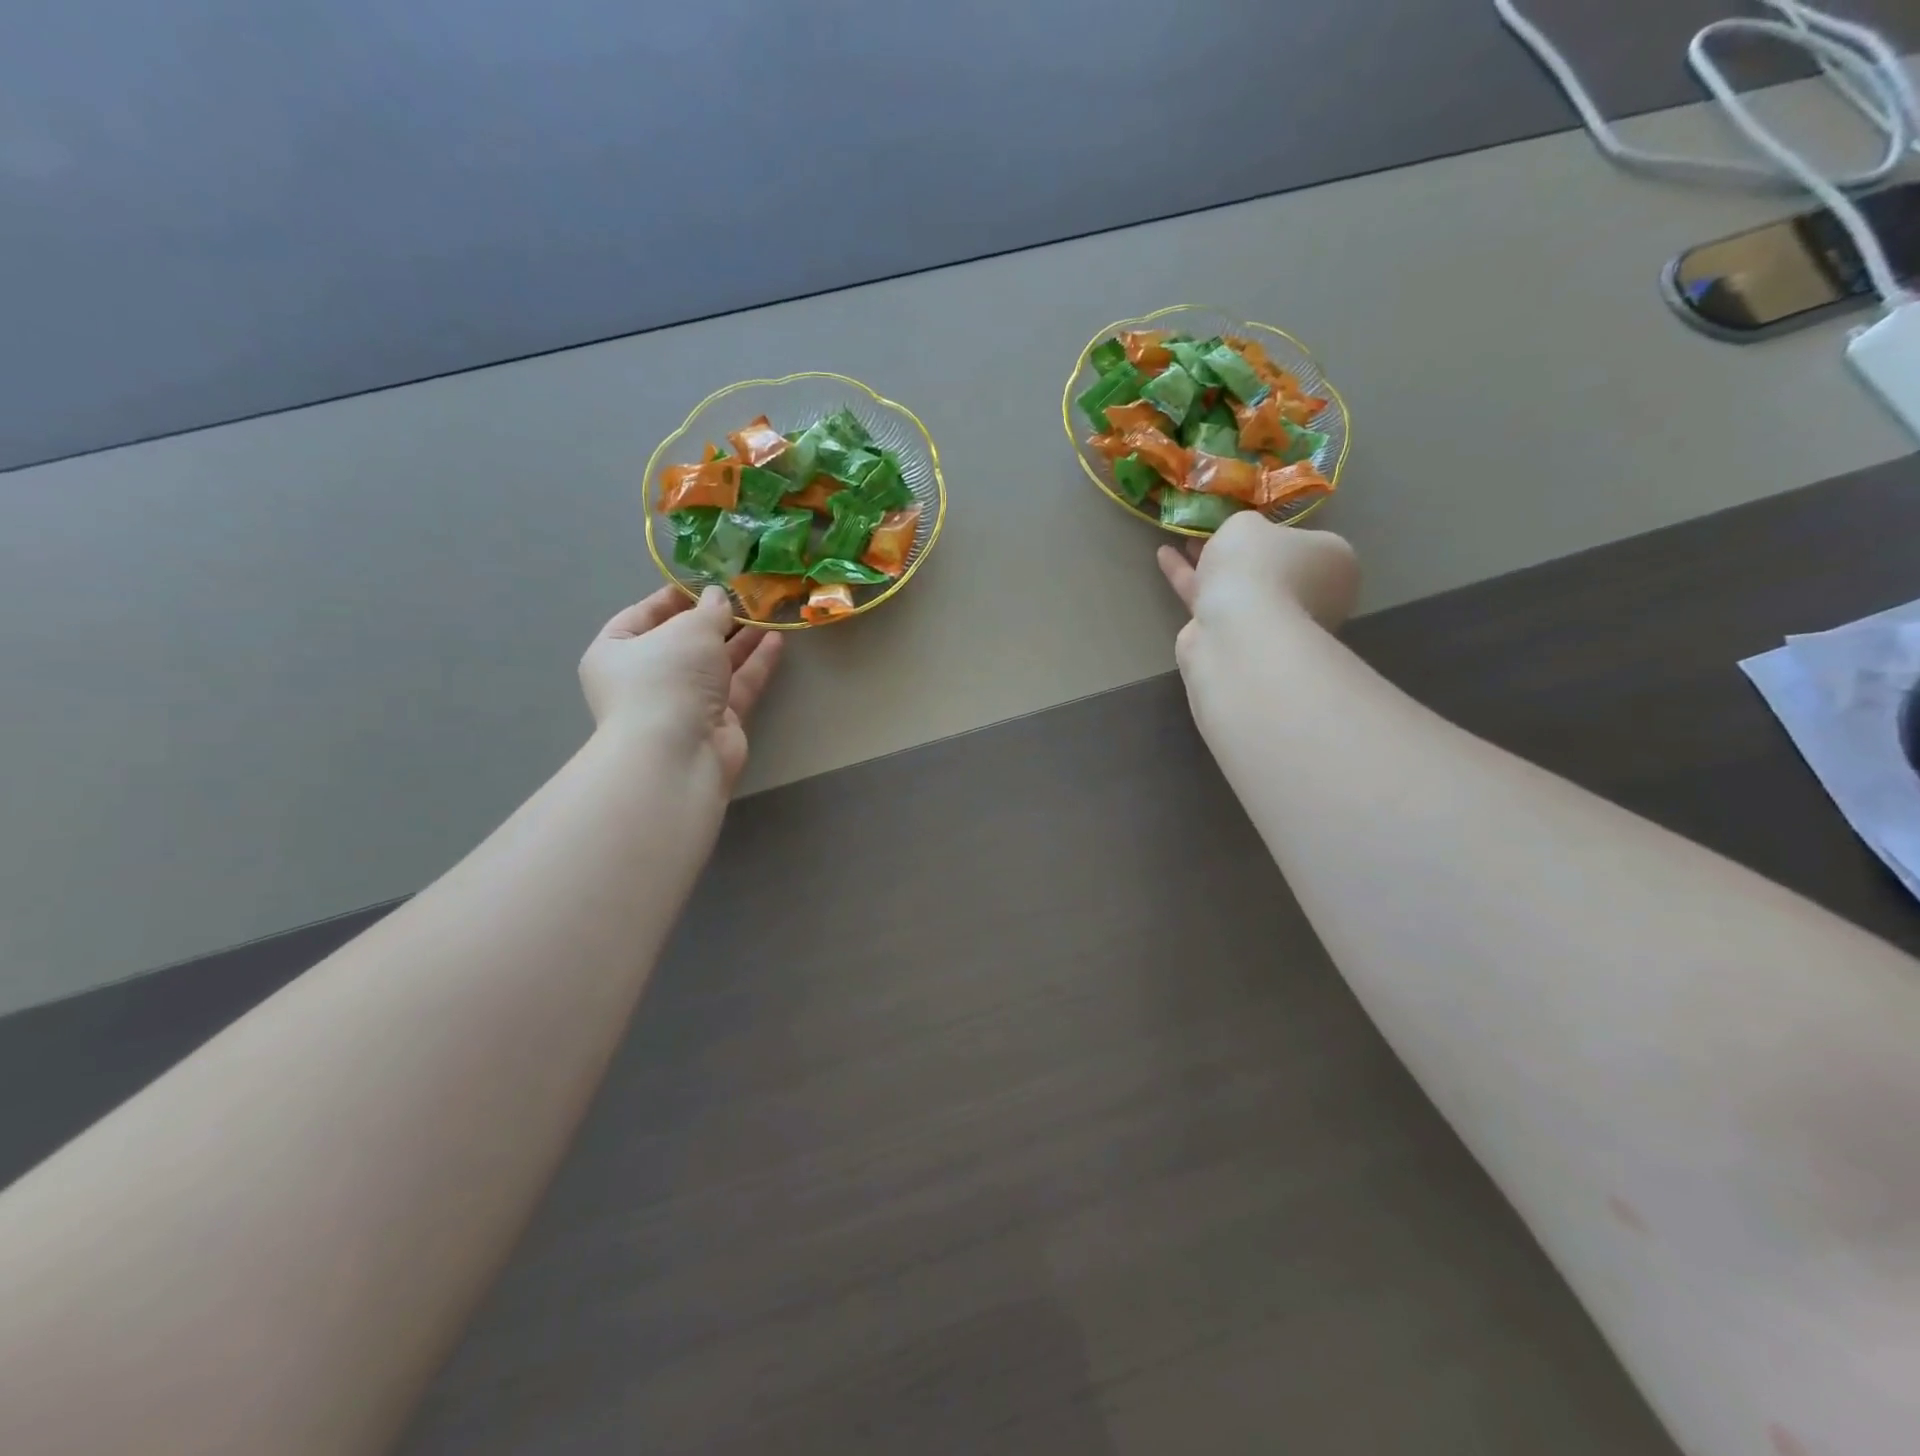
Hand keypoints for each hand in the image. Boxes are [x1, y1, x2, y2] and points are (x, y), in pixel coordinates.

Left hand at [579, 586, 783, 792]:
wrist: (679, 753)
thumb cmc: (668, 679)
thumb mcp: (690, 629)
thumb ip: (710, 610)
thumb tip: (719, 597)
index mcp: (617, 652)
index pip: (643, 615)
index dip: (675, 596)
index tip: (707, 582)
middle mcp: (646, 678)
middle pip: (684, 641)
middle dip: (715, 619)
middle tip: (746, 597)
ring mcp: (682, 702)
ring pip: (714, 663)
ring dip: (741, 639)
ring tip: (768, 613)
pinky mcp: (715, 721)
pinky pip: (737, 685)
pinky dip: (755, 663)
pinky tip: (776, 640)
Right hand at [1157, 512, 1359, 671]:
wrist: (1239, 631)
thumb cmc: (1260, 566)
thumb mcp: (1249, 524)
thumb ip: (1246, 527)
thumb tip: (1245, 538)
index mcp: (1334, 563)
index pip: (1308, 542)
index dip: (1277, 531)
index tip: (1250, 523)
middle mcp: (1313, 596)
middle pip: (1272, 567)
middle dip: (1241, 552)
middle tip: (1212, 530)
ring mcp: (1276, 623)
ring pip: (1240, 587)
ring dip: (1210, 565)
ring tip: (1182, 540)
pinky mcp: (1238, 640)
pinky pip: (1213, 602)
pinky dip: (1190, 580)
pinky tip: (1164, 557)